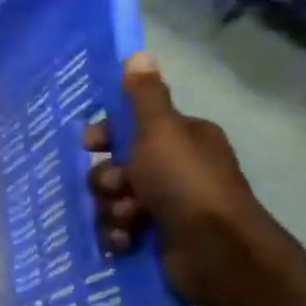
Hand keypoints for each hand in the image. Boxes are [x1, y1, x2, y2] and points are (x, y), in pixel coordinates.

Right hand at [83, 53, 270, 304]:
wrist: (215, 251)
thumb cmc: (185, 183)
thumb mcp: (160, 131)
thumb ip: (144, 97)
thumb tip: (138, 54)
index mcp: (182, 138)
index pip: (131, 127)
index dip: (105, 135)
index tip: (89, 145)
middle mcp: (176, 168)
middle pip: (115, 166)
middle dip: (107, 180)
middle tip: (117, 188)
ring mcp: (167, 205)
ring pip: (113, 199)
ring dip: (111, 209)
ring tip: (127, 220)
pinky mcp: (158, 237)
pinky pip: (119, 228)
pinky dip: (118, 234)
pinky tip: (125, 240)